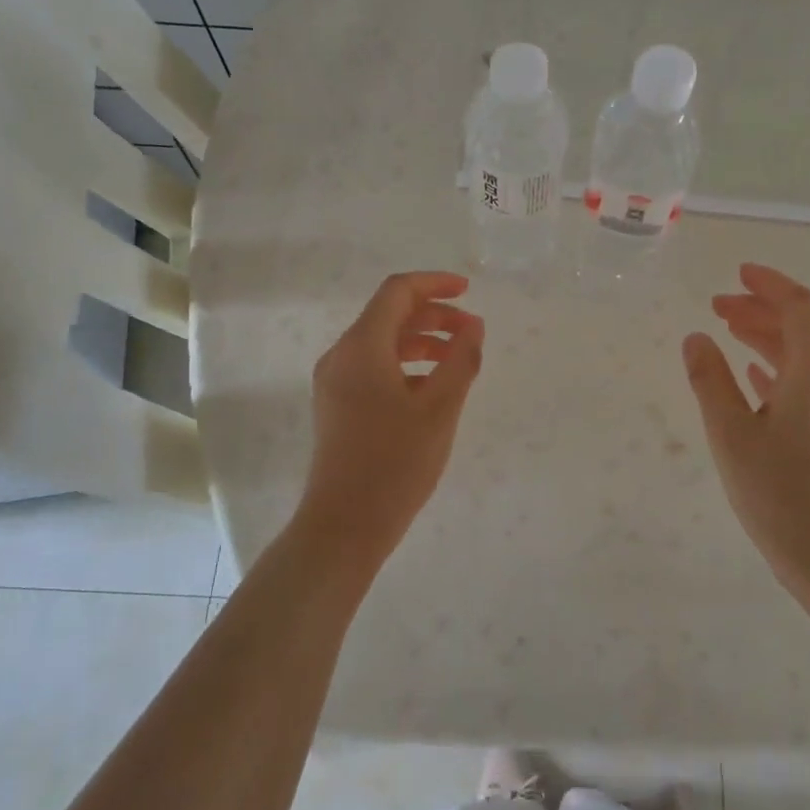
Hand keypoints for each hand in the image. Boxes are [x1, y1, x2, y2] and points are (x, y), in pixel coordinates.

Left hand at [299, 272, 484, 557]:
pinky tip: (433, 389)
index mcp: (361, 348)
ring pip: (382, 343)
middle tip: (471, 332)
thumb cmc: (395, 463)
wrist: (345, 525)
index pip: (397, 293)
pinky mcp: (338, 407)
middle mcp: (341, 357)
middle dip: (433, 316)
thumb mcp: (440, 408)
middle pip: (388, 316)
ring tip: (459, 360)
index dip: (434, 284)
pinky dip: (407, 365)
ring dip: (422, 341)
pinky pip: (374, 368)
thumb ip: (460, 360)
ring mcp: (335, 383)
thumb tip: (473, 325)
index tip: (469, 291)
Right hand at [682, 263, 809, 585]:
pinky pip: (806, 383)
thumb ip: (710, 381)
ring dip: (767, 337)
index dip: (769, 284)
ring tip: (727, 332)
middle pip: (802, 328)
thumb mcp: (731, 434)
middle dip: (760, 309)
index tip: (737, 274)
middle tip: (717, 305)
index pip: (801, 308)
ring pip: (803, 356)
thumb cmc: (779, 493)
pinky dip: (777, 368)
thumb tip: (696, 339)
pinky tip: (754, 377)